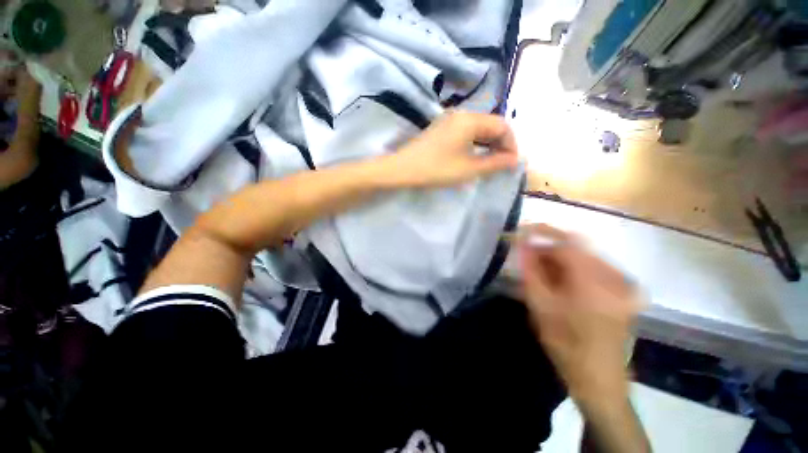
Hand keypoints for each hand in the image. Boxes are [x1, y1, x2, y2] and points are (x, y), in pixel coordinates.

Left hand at [386, 111, 518, 187]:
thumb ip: (495, 163)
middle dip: (500, 144)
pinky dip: (475, 144)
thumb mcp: (469, 169)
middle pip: (490, 124)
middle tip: (503, 164)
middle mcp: (461, 114)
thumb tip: (515, 160)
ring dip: (488, 144)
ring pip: (478, 129)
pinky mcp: (441, 129)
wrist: (403, 169)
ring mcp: (449, 120)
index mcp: (470, 119)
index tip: (512, 163)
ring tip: (491, 162)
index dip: (511, 144)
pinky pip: (465, 132)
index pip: (502, 125)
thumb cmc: (437, 169)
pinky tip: (475, 156)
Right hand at [518, 224, 641, 409]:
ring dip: (557, 261)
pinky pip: (592, 268)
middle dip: (547, 250)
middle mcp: (614, 276)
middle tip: (526, 260)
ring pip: (582, 257)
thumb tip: (523, 244)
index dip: (541, 232)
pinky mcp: (622, 291)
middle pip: (575, 248)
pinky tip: (559, 283)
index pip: (566, 241)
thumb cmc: (566, 344)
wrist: (599, 379)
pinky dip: (570, 270)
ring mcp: (622, 284)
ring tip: (540, 274)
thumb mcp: (540, 306)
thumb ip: (530, 270)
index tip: (521, 231)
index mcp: (594, 281)